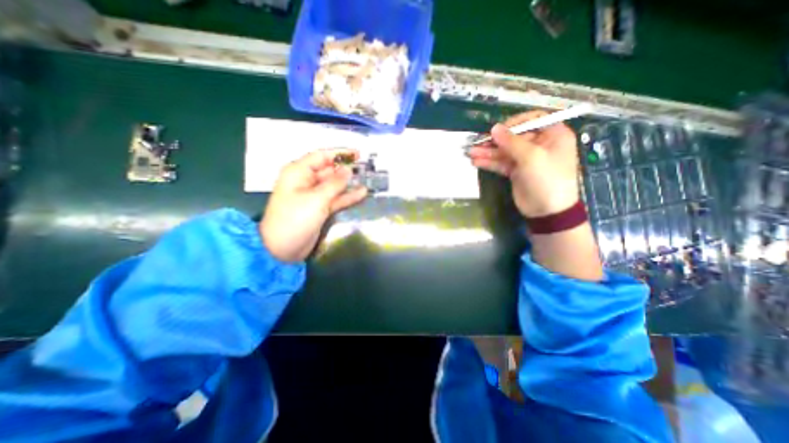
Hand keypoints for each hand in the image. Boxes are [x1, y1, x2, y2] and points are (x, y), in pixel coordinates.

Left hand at [261, 148, 365, 261]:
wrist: (282, 248)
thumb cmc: (295, 219)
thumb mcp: (316, 198)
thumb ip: (335, 183)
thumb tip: (348, 169)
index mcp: (299, 172)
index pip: (322, 156)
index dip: (340, 153)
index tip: (358, 153)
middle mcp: (307, 181)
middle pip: (330, 170)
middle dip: (346, 168)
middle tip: (367, 167)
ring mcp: (314, 196)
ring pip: (335, 185)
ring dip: (349, 183)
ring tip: (368, 178)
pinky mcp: (320, 208)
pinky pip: (336, 199)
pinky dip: (348, 197)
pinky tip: (362, 193)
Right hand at [466, 112, 578, 216]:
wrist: (547, 211)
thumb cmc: (547, 179)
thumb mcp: (531, 157)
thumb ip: (511, 141)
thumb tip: (494, 128)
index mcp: (553, 135)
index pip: (532, 119)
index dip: (514, 123)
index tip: (498, 130)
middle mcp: (540, 144)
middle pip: (514, 136)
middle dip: (495, 141)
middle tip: (478, 143)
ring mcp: (526, 159)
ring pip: (505, 151)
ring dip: (488, 152)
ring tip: (471, 153)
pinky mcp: (516, 171)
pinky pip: (501, 163)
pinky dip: (490, 162)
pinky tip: (476, 161)